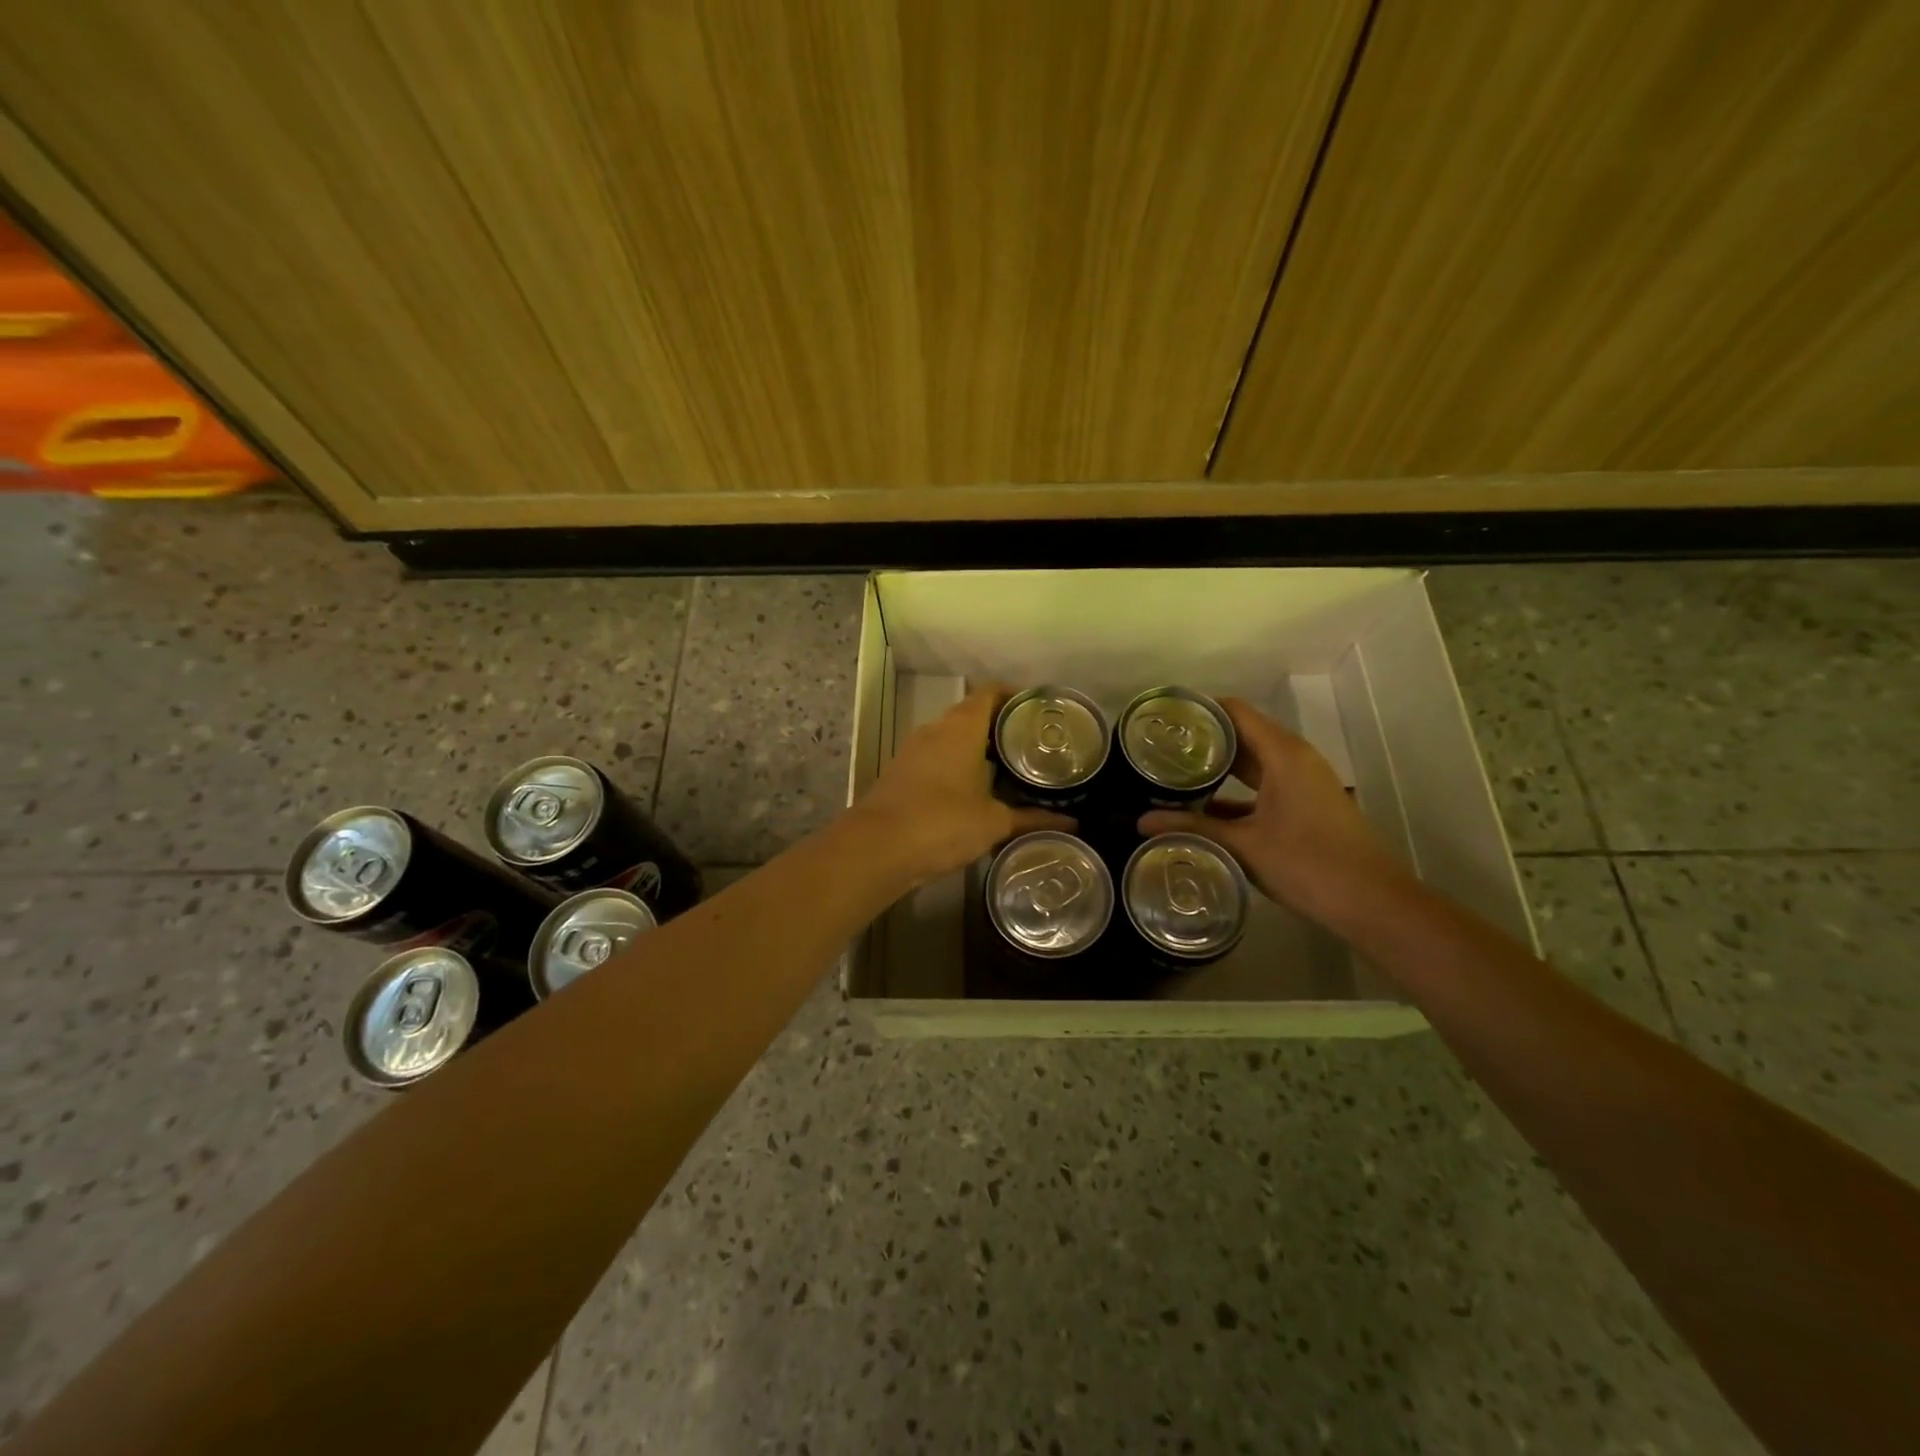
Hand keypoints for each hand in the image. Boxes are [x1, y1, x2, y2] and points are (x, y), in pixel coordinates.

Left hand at [851, 685, 1072, 886]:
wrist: (878, 848)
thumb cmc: (943, 822)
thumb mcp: (994, 822)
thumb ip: (1031, 818)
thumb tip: (1070, 822)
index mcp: (961, 727)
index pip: (991, 692)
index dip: (1015, 696)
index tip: (1037, 711)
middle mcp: (935, 729)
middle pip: (971, 714)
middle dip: (1000, 726)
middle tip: (1031, 745)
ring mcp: (913, 750)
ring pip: (951, 737)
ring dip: (976, 748)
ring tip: (1008, 768)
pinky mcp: (901, 773)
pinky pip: (936, 758)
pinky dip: (956, 766)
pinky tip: (974, 791)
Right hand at [1138, 697, 1404, 924]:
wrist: (1370, 902)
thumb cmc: (1307, 863)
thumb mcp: (1243, 845)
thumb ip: (1191, 829)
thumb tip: (1140, 822)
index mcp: (1282, 754)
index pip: (1235, 712)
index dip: (1200, 710)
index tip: (1164, 720)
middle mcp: (1294, 758)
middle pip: (1242, 734)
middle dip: (1203, 741)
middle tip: (1159, 749)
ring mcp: (1303, 782)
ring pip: (1253, 763)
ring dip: (1218, 768)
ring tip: (1173, 775)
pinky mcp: (1305, 804)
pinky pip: (1264, 785)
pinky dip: (1236, 791)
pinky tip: (1204, 809)